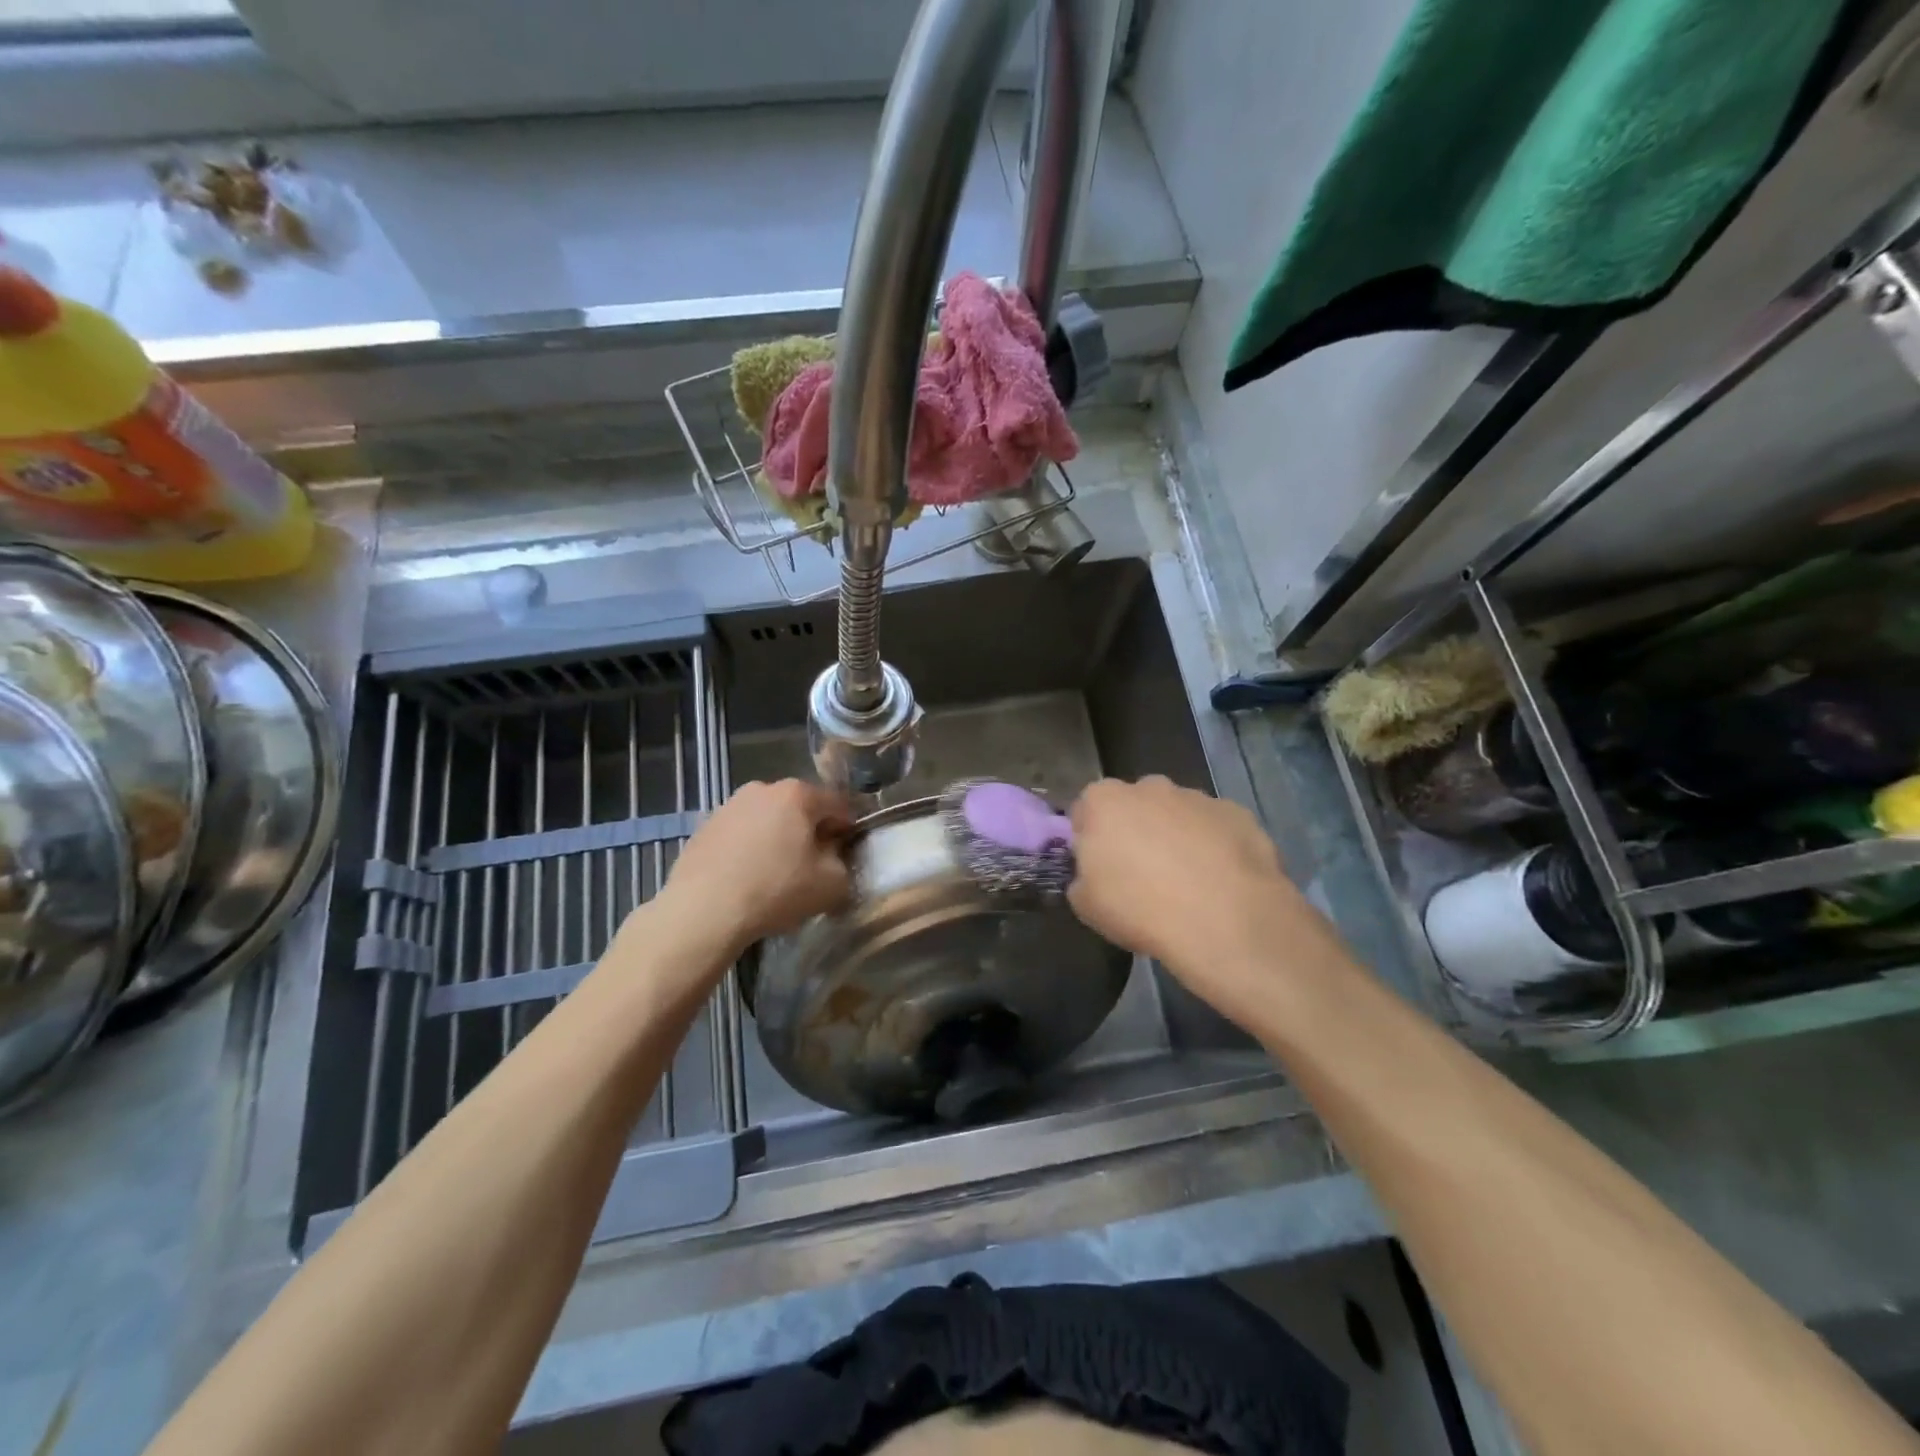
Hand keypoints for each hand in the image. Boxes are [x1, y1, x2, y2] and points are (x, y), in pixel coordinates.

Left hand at [660, 780, 852, 952]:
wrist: (703, 910)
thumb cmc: (776, 890)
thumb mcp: (832, 884)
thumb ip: (843, 863)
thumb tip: (833, 857)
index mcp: (797, 794)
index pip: (837, 804)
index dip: (848, 828)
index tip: (847, 852)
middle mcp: (762, 789)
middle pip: (799, 808)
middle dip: (809, 831)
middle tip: (812, 865)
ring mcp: (728, 806)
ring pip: (767, 820)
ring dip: (777, 839)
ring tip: (776, 875)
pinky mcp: (703, 828)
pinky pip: (740, 836)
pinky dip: (749, 850)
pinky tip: (747, 879)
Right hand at [1068, 776, 1320, 1019]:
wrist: (1223, 921)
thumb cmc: (1139, 909)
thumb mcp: (1086, 906)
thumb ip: (1082, 878)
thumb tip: (1093, 875)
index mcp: (1104, 800)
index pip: (1086, 809)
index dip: (1090, 838)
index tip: (1098, 867)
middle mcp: (1150, 787)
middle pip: (1134, 805)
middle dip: (1136, 831)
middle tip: (1141, 875)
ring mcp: (1198, 797)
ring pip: (1178, 814)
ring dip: (1176, 838)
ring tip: (1186, 884)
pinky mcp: (1239, 814)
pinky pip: (1217, 829)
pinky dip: (1215, 848)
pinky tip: (1220, 883)